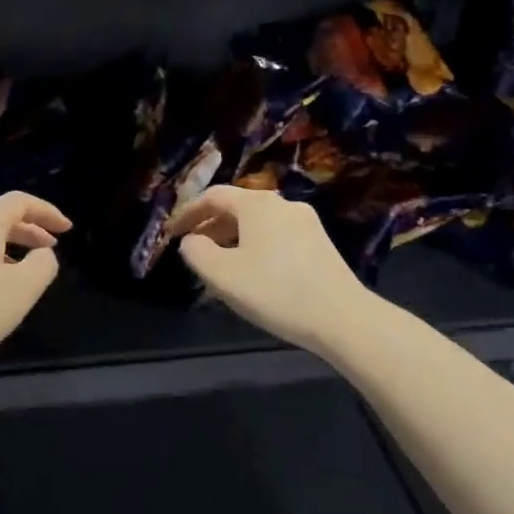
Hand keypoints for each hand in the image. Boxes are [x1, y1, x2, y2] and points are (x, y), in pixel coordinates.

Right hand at [166, 185, 369, 354]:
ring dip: (233, 239)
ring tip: (220, 265)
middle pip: (237, 207)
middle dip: (210, 226)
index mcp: (257, 204)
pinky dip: (255, 246)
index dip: (188, 213)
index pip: (213, 196)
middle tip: (193, 250)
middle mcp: (282, 204)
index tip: (171, 233)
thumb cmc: (274, 291)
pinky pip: (276, 236)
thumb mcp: (222, 274)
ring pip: (258, 224)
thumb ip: (196, 252)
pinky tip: (252, 273)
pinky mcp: (320, 243)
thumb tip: (191, 241)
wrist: (342, 317)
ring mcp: (306, 222)